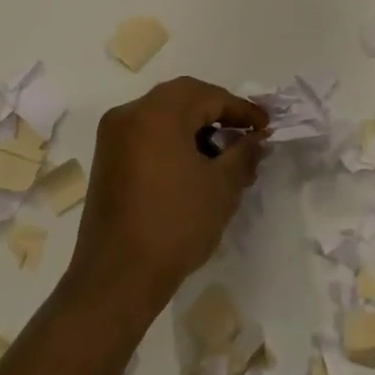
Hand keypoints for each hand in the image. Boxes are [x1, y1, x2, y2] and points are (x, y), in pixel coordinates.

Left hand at [66, 78, 270, 316]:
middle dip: (217, 112)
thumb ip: (244, 153)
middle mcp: (130, 114)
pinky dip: (173, 140)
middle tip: (245, 134)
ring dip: (195, 127)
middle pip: (183, 98)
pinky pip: (147, 134)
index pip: (208, 95)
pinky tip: (194, 167)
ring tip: (223, 155)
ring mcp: (114, 137)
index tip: (266, 126)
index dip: (241, 109)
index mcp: (157, 112)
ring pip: (164, 115)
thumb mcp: (222, 187)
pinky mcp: (107, 160)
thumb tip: (256, 138)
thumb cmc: (175, 224)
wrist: (117, 278)